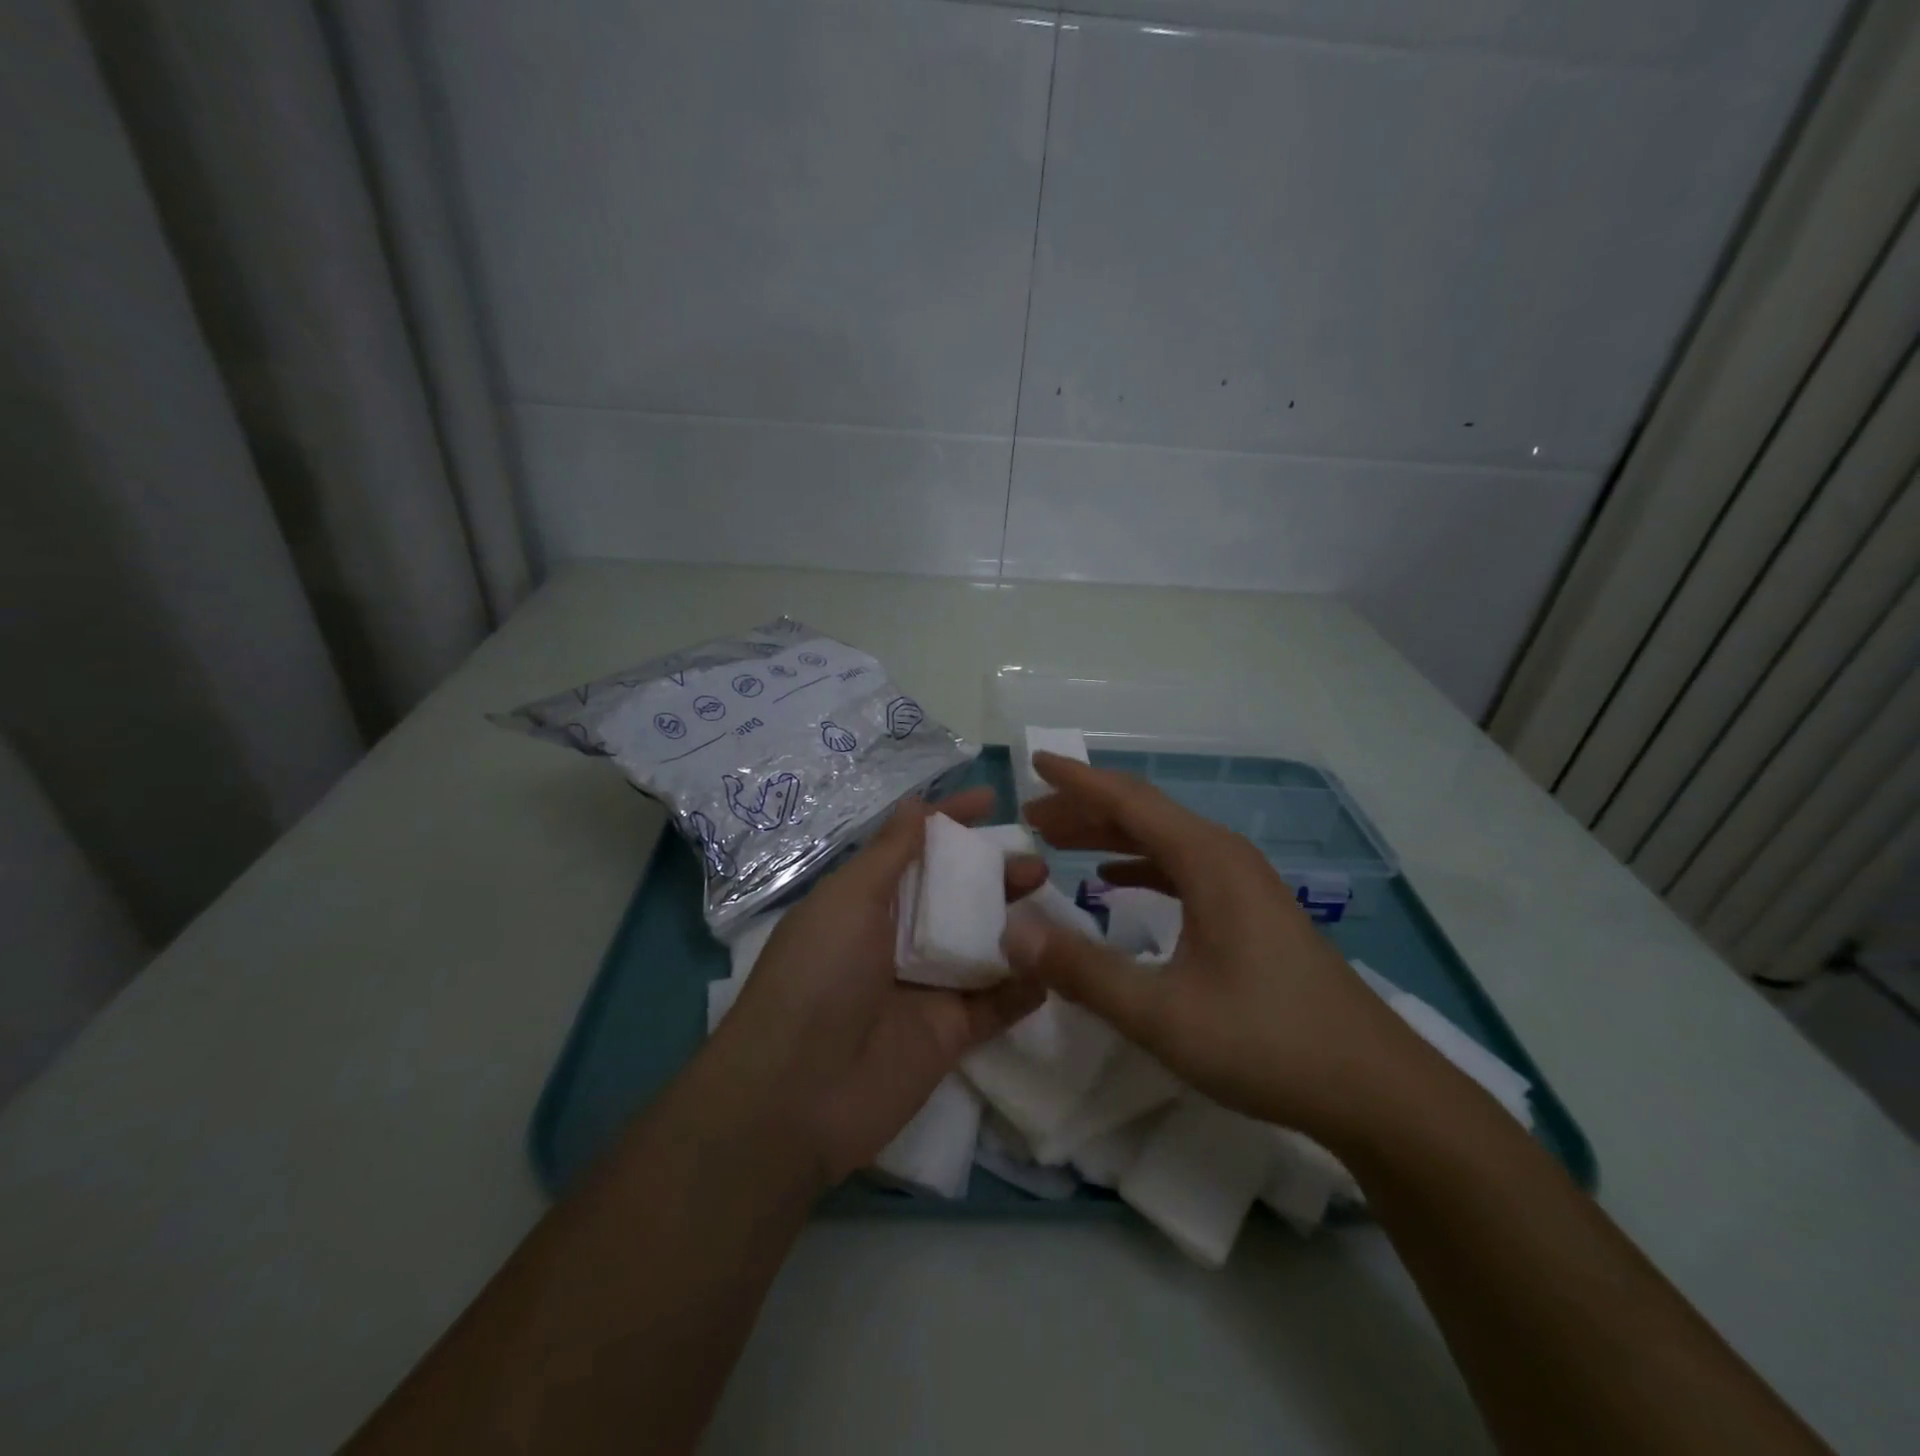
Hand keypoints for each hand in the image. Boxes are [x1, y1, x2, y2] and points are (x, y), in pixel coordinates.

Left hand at [713, 788, 1045, 1184]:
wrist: (797, 1095)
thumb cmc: (819, 977)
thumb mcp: (848, 900)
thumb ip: (889, 853)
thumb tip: (917, 803)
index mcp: (869, 900)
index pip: (916, 848)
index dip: (951, 821)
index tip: (993, 800)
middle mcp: (899, 938)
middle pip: (956, 895)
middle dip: (994, 873)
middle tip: (1036, 863)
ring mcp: (927, 986)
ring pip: (982, 944)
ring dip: (1016, 924)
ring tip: (1052, 903)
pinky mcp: (950, 1033)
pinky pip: (996, 1004)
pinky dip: (1025, 986)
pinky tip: (1056, 966)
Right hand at [1004, 752, 1418, 1140]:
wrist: (1375, 1087)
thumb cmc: (1267, 1042)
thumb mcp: (1161, 1013)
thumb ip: (1082, 970)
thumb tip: (1012, 931)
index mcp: (1207, 861)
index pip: (1128, 800)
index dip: (1076, 780)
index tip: (1033, 761)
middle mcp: (1225, 857)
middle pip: (1143, 813)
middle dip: (1083, 808)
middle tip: (1031, 816)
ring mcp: (1242, 883)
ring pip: (1162, 840)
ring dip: (1108, 836)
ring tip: (1058, 842)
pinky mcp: (1250, 911)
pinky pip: (1181, 868)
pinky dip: (1139, 865)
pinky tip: (1113, 881)